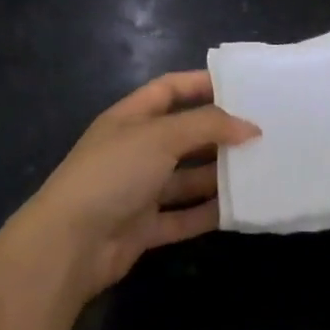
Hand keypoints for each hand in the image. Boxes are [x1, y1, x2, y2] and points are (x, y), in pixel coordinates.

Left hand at [7, 70, 259, 305]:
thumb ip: (207, 126)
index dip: (201, 84)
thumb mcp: (161, 136)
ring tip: (258, 169)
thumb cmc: (114, 172)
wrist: (69, 244)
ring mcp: (138, 190)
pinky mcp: (143, 227)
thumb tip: (250, 127)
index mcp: (131, 117)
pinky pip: (182, 217)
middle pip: (183, 134)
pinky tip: (238, 210)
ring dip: (217, 174)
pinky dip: (206, 213)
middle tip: (260, 132)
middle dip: (218, 133)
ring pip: (185, 177)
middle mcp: (135, 149)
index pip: (170, 89)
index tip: (240, 86)